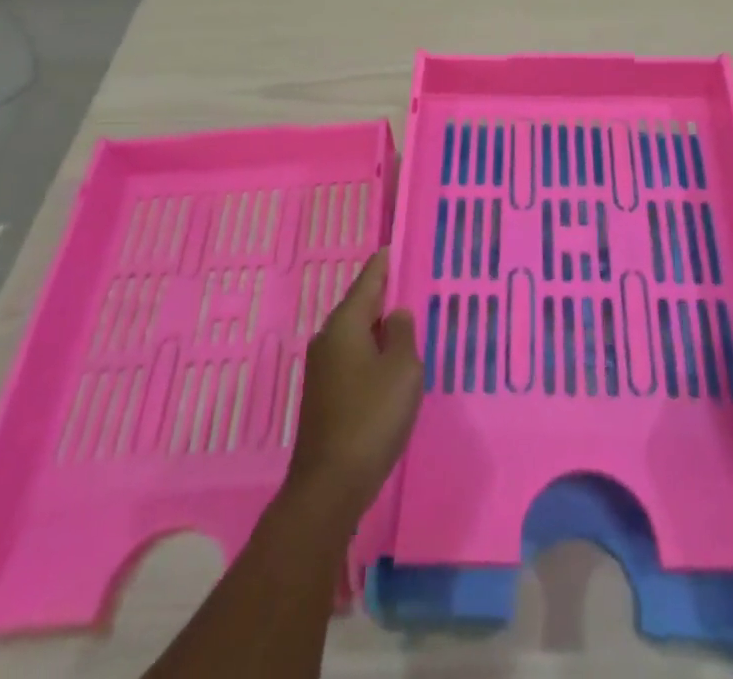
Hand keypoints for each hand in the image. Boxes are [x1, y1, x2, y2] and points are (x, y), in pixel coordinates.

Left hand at [286, 249, 422, 521]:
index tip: (395, 247)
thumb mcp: (402, 369)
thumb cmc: (371, 417)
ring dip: (378, 326)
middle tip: (410, 282)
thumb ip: (402, 334)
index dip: (384, 263)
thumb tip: (395, 315)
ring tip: (406, 320)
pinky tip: (389, 362)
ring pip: (356, 334)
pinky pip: (353, 357)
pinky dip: (371, 350)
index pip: (368, 281)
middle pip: (359, 306)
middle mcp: (328, 339)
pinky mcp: (324, 395)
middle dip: (383, 294)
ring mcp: (322, 369)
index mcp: (345, 325)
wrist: (329, 486)